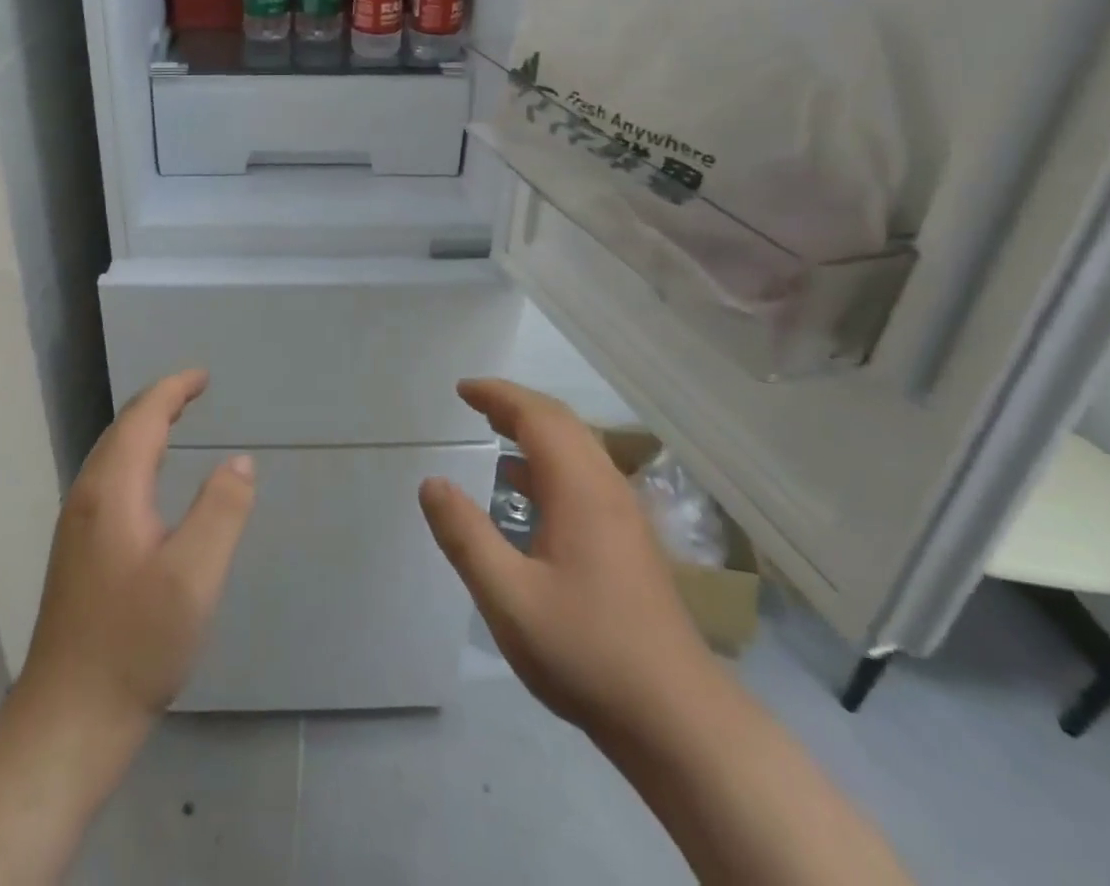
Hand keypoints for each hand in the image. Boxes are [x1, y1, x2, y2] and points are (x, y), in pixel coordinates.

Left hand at [18, 370, 255, 727]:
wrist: (68, 719)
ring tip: (177, 420)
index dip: (173, 390)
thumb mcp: (194, 576)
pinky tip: (149, 479)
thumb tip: (240, 461)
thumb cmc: (136, 643)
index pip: (143, 418)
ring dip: (145, 428)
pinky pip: (109, 478)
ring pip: (111, 455)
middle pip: (122, 430)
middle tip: (195, 390)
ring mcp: (76, 525)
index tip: (204, 376)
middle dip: (159, 402)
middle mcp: (87, 496)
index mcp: (113, 490)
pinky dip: (135, 456)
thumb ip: (221, 511)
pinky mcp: (77, 551)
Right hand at [418, 379, 711, 744]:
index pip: (537, 417)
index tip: (462, 389)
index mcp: (580, 489)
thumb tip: (431, 483)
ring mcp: (624, 515)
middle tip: (475, 403)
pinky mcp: (630, 541)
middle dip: (516, 405)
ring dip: (535, 432)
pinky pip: (585, 476)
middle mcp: (607, 489)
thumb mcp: (509, 597)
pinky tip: (527, 493)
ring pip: (578, 450)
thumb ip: (465, 536)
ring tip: (495, 433)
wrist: (677, 719)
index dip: (498, 395)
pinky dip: (550, 462)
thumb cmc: (586, 651)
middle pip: (562, 424)